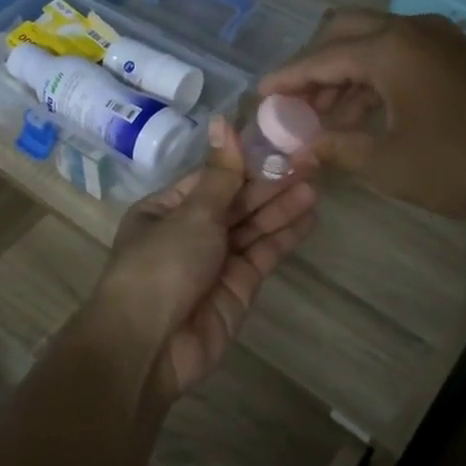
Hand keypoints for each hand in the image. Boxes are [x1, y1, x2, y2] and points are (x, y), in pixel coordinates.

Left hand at [91, 118, 317, 401]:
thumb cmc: (161, 265)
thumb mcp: (191, 214)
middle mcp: (190, 231)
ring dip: (281, 205)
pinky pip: (263, 254)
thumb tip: (223, 119)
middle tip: (309, 160)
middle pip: (235, 201)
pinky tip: (309, 215)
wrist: (150, 346)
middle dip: (269, 182)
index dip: (245, 160)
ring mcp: (215, 260)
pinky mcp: (238, 287)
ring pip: (253, 226)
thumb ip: (220, 174)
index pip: (212, 177)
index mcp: (166, 209)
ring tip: (315, 183)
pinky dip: (284, 235)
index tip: (279, 140)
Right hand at [261, 10, 465, 223]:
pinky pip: (400, 56)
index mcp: (388, 48)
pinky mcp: (459, 58)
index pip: (319, 57)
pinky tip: (365, 116)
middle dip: (314, 66)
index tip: (259, 95)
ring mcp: (440, 40)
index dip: (286, 79)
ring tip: (323, 120)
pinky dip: (374, 79)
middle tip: (294, 104)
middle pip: (344, 33)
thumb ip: (337, 149)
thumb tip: (298, 153)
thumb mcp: (389, 163)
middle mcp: (411, 30)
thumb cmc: (464, 164)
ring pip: (374, 44)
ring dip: (344, 75)